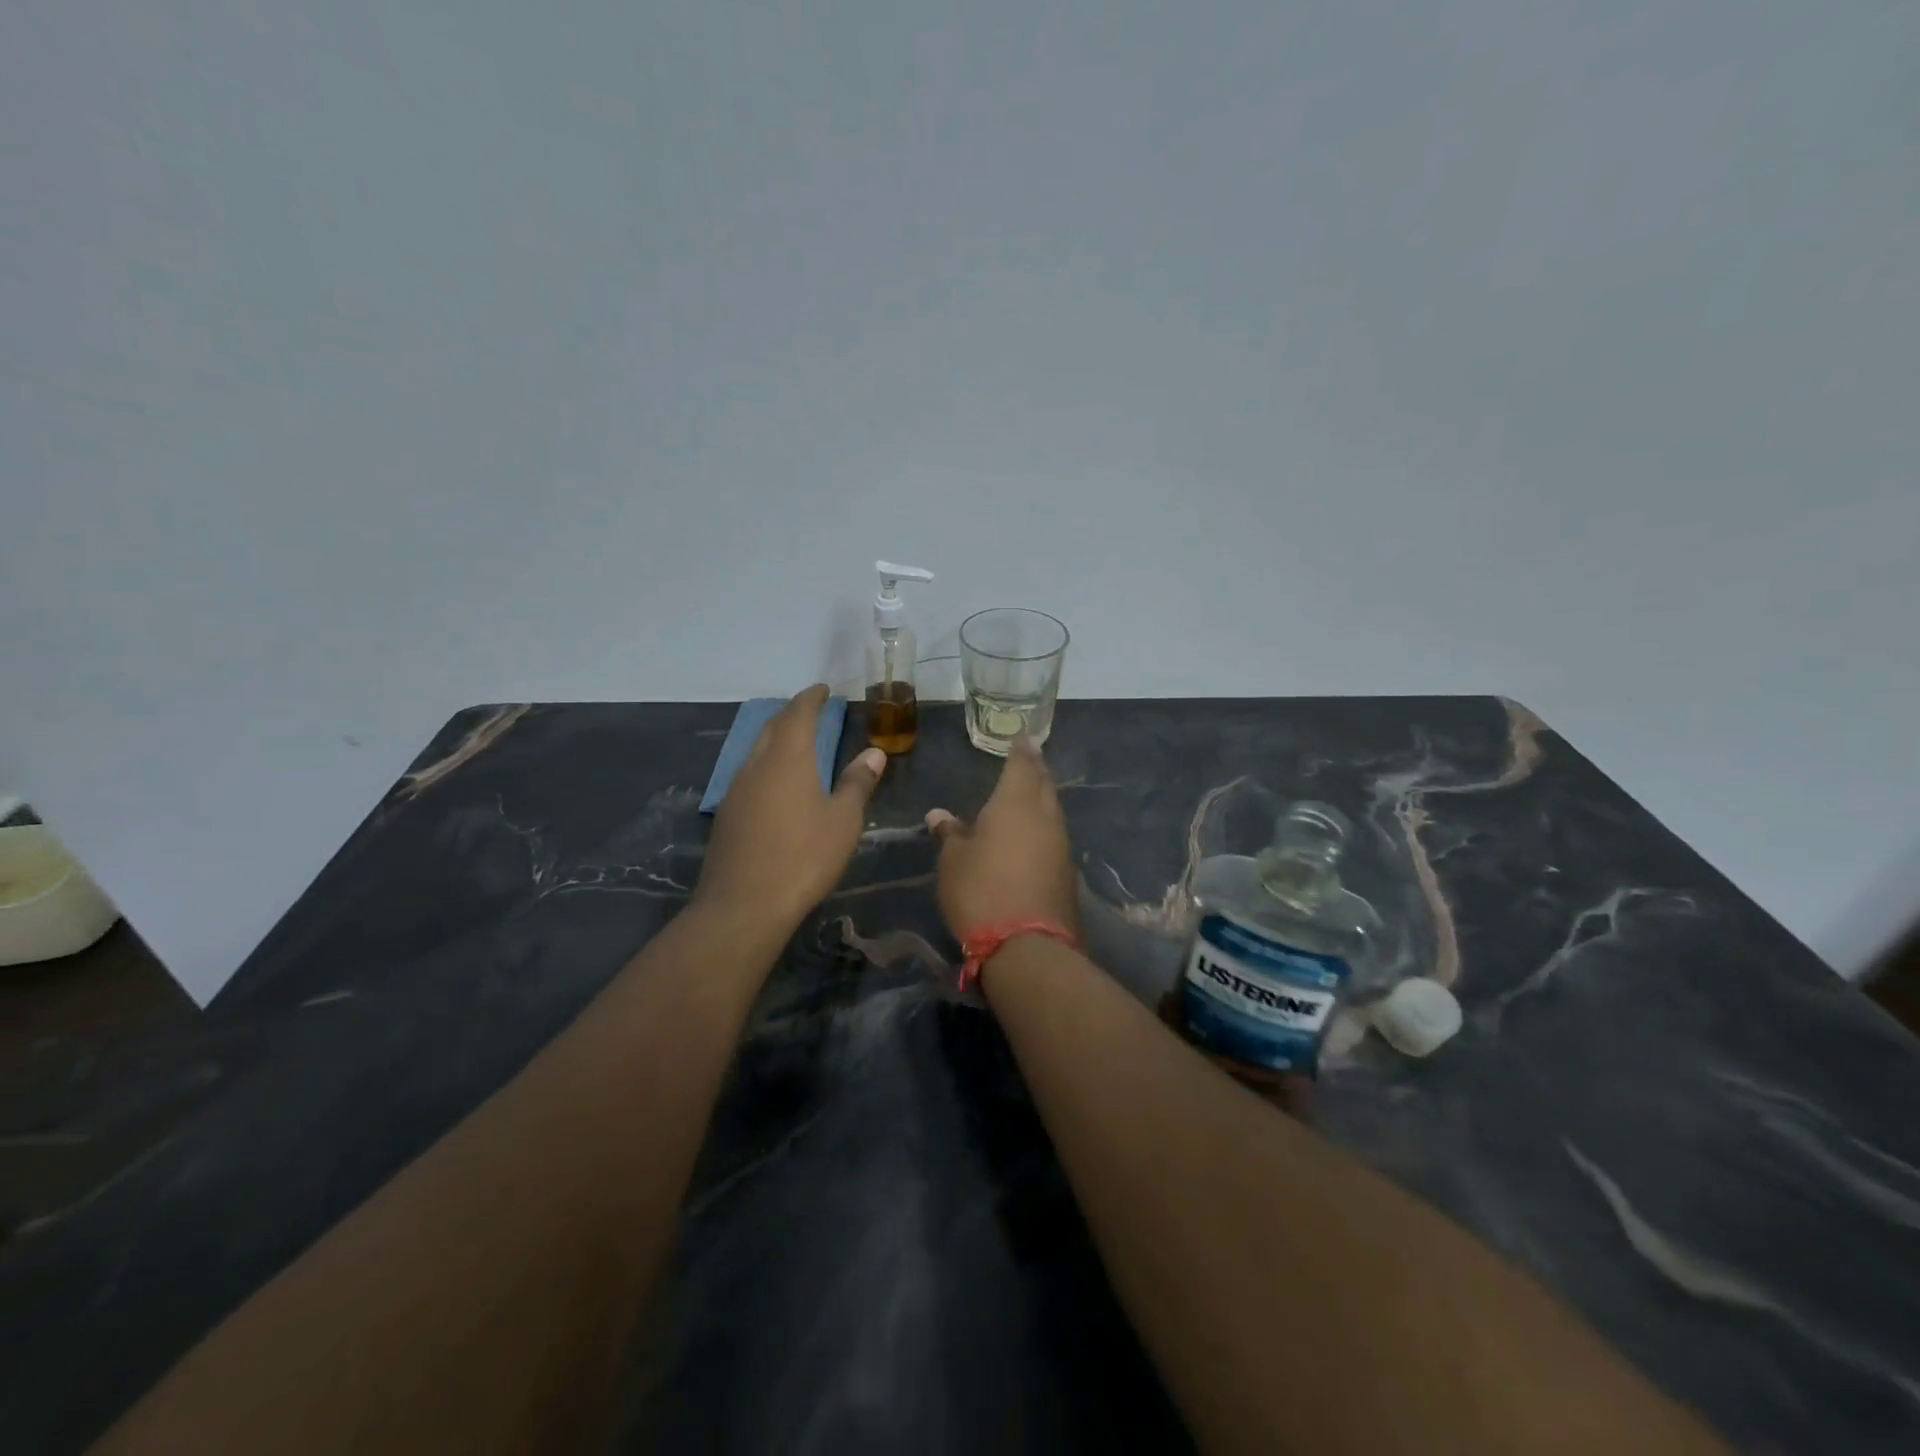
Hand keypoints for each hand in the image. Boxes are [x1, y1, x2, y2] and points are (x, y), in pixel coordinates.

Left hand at [694, 685, 886, 930]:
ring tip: (797, 742)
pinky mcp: (727, 814)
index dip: (811, 698)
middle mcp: (757, 765)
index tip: (824, 690)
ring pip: (757, 750)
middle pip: (772, 727)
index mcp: (788, 758)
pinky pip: (749, 774)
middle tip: (812, 710)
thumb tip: (873, 753)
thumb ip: (857, 783)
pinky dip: (767, 764)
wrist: (744, 905)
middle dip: (792, 713)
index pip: (798, 713)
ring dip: (777, 738)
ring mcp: (736, 790)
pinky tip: (777, 783)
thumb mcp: (843, 821)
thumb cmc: (804, 857)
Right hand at [925, 736, 1078, 938]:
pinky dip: (1044, 827)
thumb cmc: (981, 892)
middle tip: (1029, 758)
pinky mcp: (1067, 872)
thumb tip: (939, 815)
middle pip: (1044, 784)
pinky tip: (1033, 835)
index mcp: (1015, 804)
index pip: (1022, 765)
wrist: (1028, 947)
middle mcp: (1045, 817)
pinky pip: (1055, 836)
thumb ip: (950, 834)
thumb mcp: (953, 861)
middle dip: (1036, 769)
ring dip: (1042, 799)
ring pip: (1053, 810)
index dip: (1022, 750)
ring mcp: (1061, 845)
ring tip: (1029, 794)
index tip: (1022, 738)